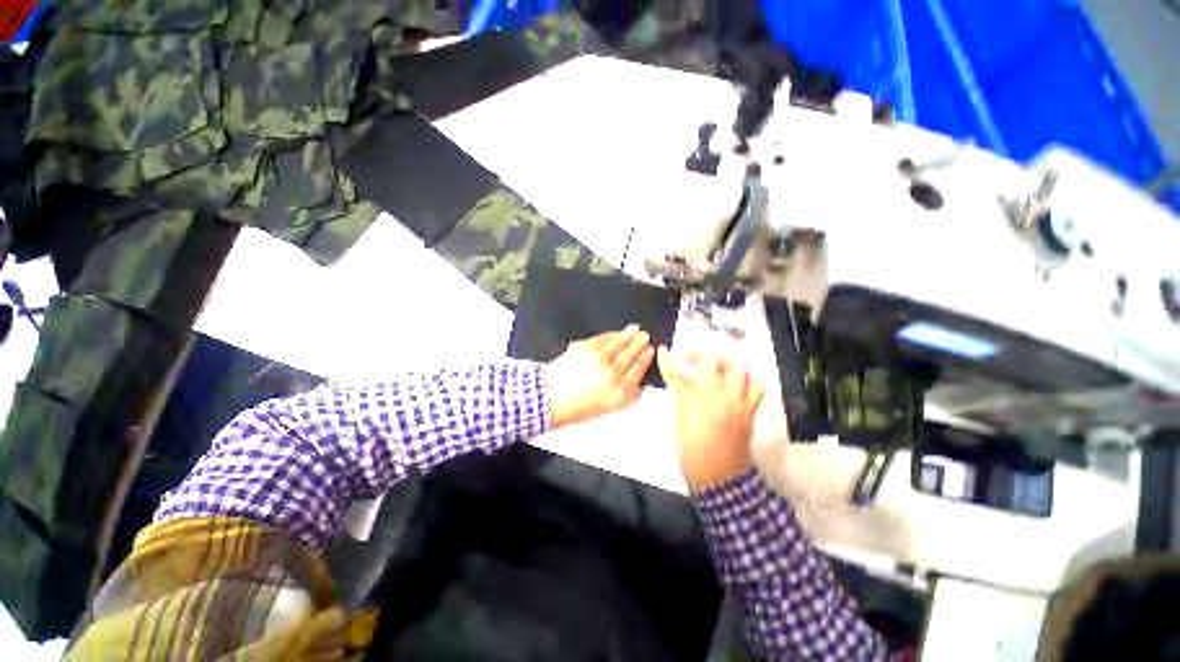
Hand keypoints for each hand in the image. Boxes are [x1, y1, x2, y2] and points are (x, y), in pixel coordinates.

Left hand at [545, 325, 654, 427]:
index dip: (645, 359)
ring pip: (619, 343)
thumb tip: (637, 384)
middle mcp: (612, 374)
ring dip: (628, 335)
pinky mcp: (585, 348)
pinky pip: (603, 338)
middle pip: (631, 354)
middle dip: (639, 344)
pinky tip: (616, 333)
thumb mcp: (607, 409)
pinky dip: (612, 334)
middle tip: (645, 336)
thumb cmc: (576, 408)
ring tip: (635, 329)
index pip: (638, 370)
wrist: (549, 398)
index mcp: (619, 392)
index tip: (650, 351)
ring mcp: (598, 359)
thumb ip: (625, 396)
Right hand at [657, 347, 764, 490]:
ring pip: (737, 369)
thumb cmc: (692, 454)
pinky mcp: (749, 410)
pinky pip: (756, 387)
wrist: (720, 478)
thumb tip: (680, 383)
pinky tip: (738, 383)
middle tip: (690, 360)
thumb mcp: (679, 426)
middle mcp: (717, 396)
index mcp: (694, 402)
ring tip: (716, 366)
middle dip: (697, 355)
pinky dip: (748, 379)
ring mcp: (736, 402)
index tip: (663, 352)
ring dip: (725, 363)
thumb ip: (680, 400)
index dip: (667, 362)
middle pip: (709, 363)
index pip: (676, 375)